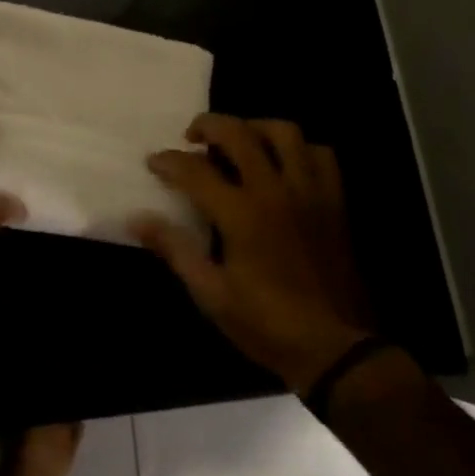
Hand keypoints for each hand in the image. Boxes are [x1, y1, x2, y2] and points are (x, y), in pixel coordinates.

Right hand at [130, 115, 373, 394]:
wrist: (337, 350)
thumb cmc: (267, 325)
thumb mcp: (211, 295)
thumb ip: (175, 249)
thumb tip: (137, 218)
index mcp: (241, 214)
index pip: (195, 170)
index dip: (169, 161)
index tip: (153, 162)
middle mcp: (275, 191)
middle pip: (239, 133)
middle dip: (208, 125)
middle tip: (192, 135)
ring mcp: (309, 192)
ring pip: (285, 132)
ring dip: (255, 127)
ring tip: (240, 140)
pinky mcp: (335, 201)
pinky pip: (321, 155)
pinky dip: (300, 149)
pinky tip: (285, 163)